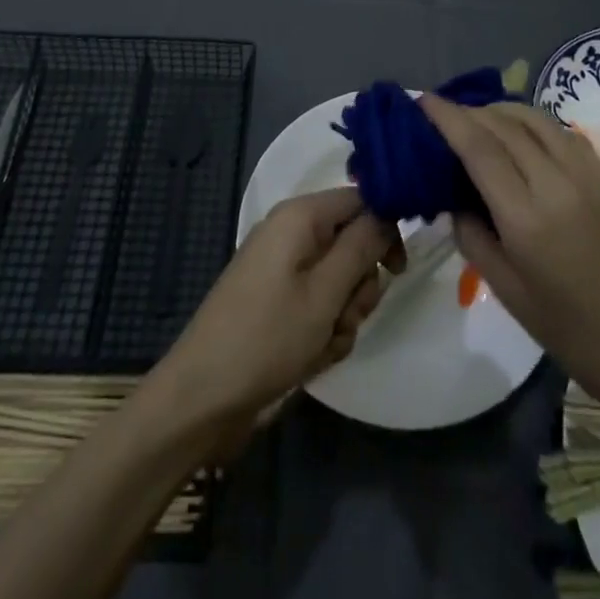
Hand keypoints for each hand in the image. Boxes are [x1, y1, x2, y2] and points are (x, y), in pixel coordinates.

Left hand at [157, 187, 401, 433]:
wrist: (203, 398)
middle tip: (345, 315)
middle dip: (359, 285)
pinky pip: (320, 304)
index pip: (360, 200)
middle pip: (352, 243)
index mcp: (299, 216)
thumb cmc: (266, 338)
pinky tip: (310, 357)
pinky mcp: (278, 301)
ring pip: (341, 280)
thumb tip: (388, 210)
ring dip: (343, 315)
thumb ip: (361, 247)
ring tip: (323, 343)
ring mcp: (283, 269)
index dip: (384, 229)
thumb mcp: (325, 293)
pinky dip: (324, 330)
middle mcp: (292, 233)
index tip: (396, 270)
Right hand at [420, 97, 599, 412]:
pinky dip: (530, 121)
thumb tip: (453, 196)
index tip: (423, 101)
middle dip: (468, 111)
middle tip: (441, 115)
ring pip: (534, 118)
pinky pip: (559, 130)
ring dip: (499, 110)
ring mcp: (585, 175)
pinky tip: (518, 134)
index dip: (447, 118)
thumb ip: (472, 234)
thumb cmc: (570, 331)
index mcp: (527, 218)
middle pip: (504, 125)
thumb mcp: (506, 290)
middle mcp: (556, 183)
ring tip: (475, 119)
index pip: (479, 148)